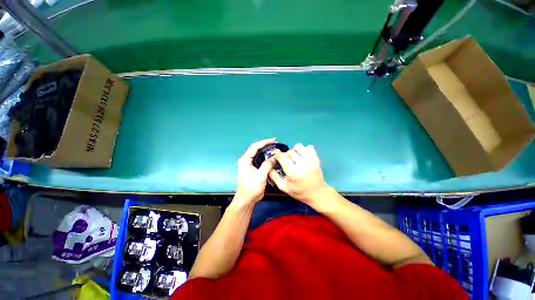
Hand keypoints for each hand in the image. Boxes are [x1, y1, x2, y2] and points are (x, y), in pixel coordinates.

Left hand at [234, 138, 275, 204]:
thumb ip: (267, 165)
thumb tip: (275, 156)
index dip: (264, 142)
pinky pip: (260, 163)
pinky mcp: (253, 171)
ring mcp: (249, 166)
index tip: (274, 140)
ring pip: (259, 157)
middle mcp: (246, 161)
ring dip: (267, 154)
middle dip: (266, 147)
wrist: (246, 200)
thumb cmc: (251, 188)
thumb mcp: (260, 176)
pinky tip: (273, 161)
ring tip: (276, 152)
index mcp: (245, 160)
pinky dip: (267, 161)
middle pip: (256, 150)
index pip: (254, 147)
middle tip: (277, 145)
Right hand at [269, 143, 328, 203]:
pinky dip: (304, 150)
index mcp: (293, 172)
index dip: (278, 156)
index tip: (277, 159)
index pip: (282, 156)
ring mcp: (311, 160)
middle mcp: (302, 164)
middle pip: (290, 151)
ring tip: (295, 158)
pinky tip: (303, 157)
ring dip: (294, 151)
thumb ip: (274, 176)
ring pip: (299, 147)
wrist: (317, 193)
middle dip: (286, 155)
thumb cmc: (299, 192)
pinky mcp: (317, 158)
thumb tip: (268, 166)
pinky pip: (309, 147)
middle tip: (287, 162)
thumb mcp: (284, 187)